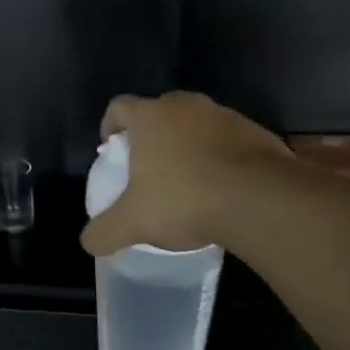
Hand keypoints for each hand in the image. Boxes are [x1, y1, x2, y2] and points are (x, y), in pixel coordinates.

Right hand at [80, 92, 292, 255]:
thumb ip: (104, 231)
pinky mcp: (257, 132)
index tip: (110, 149)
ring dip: (189, 145)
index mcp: (149, 117)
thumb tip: (88, 242)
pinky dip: (221, 157)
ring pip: (196, 124)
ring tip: (188, 180)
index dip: (110, 125)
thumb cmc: (184, 200)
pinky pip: (229, 140)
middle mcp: (185, 106)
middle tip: (148, 167)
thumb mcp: (133, 223)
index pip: (118, 107)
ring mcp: (225, 116)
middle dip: (151, 135)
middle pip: (159, 111)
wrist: (260, 201)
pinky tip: (222, 187)